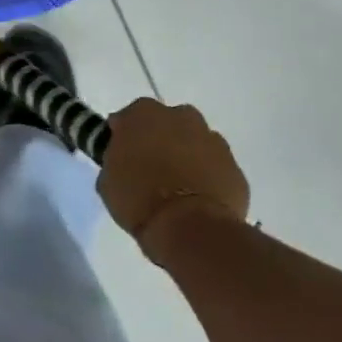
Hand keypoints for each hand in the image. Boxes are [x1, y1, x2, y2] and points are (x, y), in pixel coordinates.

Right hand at [100, 99, 249, 263]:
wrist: (190, 227)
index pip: (129, 118)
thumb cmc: (139, 200)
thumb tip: (123, 156)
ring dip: (187, 157)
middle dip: (160, 141)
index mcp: (144, 114)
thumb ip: (116, 159)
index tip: (122, 158)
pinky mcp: (234, 166)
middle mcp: (181, 116)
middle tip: (151, 170)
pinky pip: (215, 167)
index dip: (125, 137)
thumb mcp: (108, 181)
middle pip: (167, 123)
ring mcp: (212, 139)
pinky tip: (198, 200)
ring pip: (195, 142)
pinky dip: (208, 177)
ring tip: (178, 188)